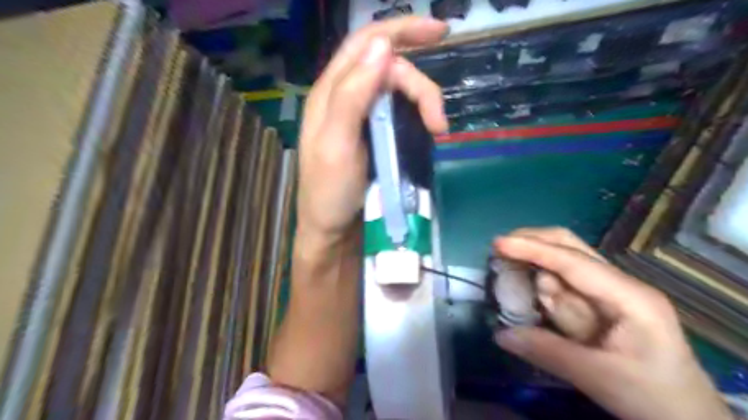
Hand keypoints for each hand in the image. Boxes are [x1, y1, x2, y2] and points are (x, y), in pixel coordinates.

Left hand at [297, 18, 449, 243]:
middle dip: (420, 86)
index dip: (401, 29)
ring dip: (423, 102)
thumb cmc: (329, 192)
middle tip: (438, 122)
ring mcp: (363, 117)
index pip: (365, 44)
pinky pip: (402, 112)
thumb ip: (352, 94)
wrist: (333, 230)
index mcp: (331, 93)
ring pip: (399, 90)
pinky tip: (427, 130)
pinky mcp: (377, 134)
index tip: (440, 32)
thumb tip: (382, 45)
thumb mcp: (335, 144)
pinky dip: (418, 115)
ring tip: (437, 131)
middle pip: (390, 69)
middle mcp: (347, 97)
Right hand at [496, 230, 727, 418]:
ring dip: (537, 276)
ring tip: (516, 287)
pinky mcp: (599, 305)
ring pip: (562, 269)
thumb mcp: (600, 378)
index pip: (573, 262)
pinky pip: (563, 290)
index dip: (534, 249)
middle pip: (570, 249)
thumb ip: (548, 352)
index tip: (498, 244)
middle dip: (534, 244)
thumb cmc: (654, 398)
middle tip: (499, 250)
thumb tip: (500, 334)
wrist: (687, 419)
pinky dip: (544, 293)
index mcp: (629, 296)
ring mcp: (609, 293)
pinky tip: (535, 303)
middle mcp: (619, 284)